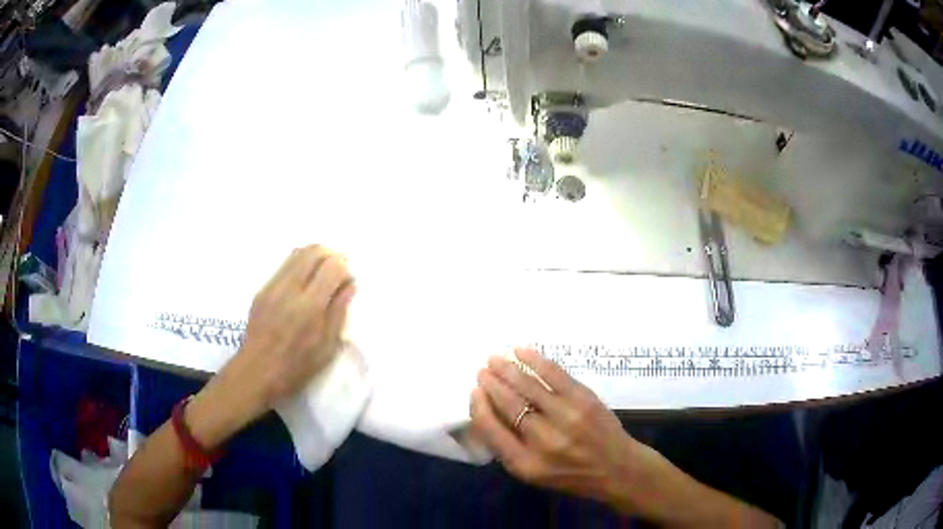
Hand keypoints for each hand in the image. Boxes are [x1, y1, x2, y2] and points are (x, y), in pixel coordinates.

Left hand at [187, 245, 354, 448]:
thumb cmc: (296, 367)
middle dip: (330, 254)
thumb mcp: (326, 347)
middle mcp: (291, 289)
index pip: (332, 267)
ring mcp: (273, 286)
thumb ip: (338, 312)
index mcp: (310, 306)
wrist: (256, 372)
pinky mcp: (262, 289)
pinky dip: (299, 264)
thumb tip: (349, 285)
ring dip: (314, 255)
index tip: (348, 278)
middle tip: (337, 268)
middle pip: (313, 251)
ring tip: (321, 271)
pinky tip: (303, 281)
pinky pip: (284, 265)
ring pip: (296, 253)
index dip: (344, 267)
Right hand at [469, 348, 636, 504]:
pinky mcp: (584, 399)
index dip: (479, 407)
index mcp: (525, 463)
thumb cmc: (570, 475)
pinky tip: (521, 351)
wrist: (616, 469)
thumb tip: (487, 411)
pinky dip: (535, 360)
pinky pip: (554, 374)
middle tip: (481, 371)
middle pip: (508, 404)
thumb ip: (508, 447)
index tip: (474, 392)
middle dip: (491, 383)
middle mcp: (543, 440)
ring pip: (528, 386)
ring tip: (494, 359)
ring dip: (507, 369)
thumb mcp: (532, 474)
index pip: (491, 429)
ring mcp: (566, 416)